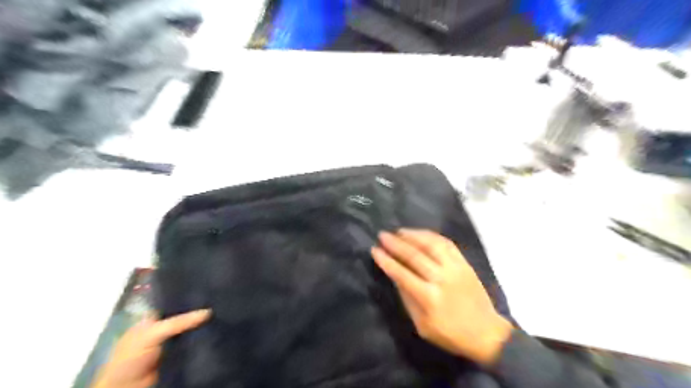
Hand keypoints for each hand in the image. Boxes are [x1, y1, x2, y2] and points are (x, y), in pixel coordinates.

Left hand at [91, 309, 209, 386]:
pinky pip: (193, 345)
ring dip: (202, 328)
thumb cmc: (132, 357)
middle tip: (218, 304)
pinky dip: (203, 341)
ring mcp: (171, 344)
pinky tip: (215, 333)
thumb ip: (179, 322)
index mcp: (152, 320)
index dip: (188, 299)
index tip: (207, 293)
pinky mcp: (178, 356)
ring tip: (220, 317)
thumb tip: (208, 311)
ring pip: (190, 331)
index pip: (173, 304)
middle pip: (184, 318)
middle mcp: (162, 329)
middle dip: (198, 313)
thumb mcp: (153, 333)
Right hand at [372, 230, 512, 365]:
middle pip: (414, 255)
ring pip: (431, 245)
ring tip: (399, 231)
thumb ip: (407, 298)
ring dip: (413, 235)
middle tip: (382, 235)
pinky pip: (446, 243)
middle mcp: (441, 278)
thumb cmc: (450, 334)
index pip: (401, 273)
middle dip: (395, 244)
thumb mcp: (422, 325)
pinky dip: (431, 235)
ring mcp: (455, 268)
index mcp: (429, 298)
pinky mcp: (464, 263)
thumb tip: (394, 276)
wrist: (486, 332)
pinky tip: (420, 233)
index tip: (374, 250)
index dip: (386, 261)